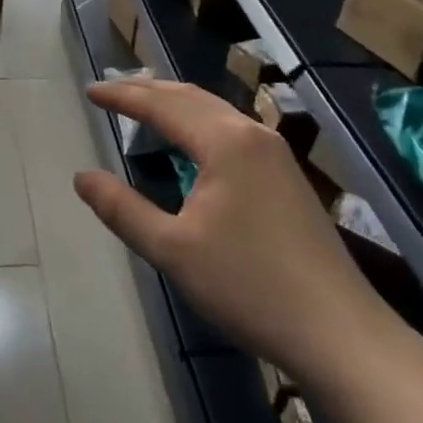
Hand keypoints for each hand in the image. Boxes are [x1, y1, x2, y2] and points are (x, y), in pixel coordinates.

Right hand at [74, 80, 387, 376]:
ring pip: (215, 111)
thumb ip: (122, 209)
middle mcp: (252, 134)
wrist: (340, 332)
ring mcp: (276, 153)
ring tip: (144, 104)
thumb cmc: (249, 286)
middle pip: (190, 97)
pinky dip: (199, 122)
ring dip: (175, 103)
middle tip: (111, 89)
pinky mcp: (288, 175)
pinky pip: (232, 129)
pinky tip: (192, 141)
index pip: (162, 105)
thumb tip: (81, 177)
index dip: (122, 96)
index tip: (90, 91)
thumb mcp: (172, 250)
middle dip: (147, 90)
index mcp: (225, 142)